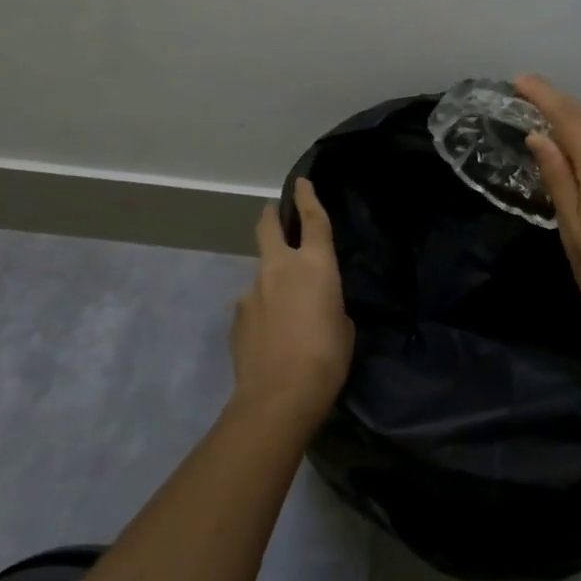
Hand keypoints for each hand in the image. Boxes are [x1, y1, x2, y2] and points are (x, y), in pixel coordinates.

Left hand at [230, 178, 354, 423]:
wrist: (278, 397)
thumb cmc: (326, 358)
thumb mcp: (344, 326)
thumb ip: (330, 304)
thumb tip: (316, 305)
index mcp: (315, 265)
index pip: (313, 219)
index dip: (308, 197)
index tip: (301, 182)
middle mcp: (280, 268)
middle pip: (268, 227)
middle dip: (271, 216)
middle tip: (273, 212)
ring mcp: (252, 291)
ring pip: (261, 272)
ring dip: (271, 280)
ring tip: (284, 312)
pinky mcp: (236, 316)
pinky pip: (252, 305)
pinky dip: (261, 311)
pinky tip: (269, 336)